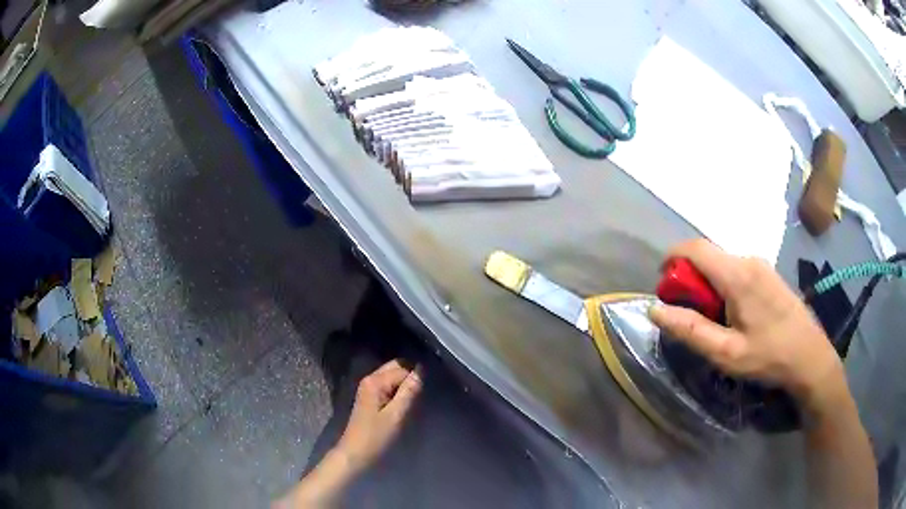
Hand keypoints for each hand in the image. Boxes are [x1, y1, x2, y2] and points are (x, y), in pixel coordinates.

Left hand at [278, 360, 421, 507]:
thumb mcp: (396, 415)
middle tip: (423, 392)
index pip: (403, 369)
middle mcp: (370, 379)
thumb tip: (421, 371)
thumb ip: (409, 392)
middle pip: (395, 367)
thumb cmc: (376, 436)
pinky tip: (405, 402)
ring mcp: (368, 387)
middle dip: (410, 375)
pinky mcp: (369, 397)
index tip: (427, 391)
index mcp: (375, 381)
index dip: (416, 378)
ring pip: (392, 375)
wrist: (355, 453)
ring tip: (416, 397)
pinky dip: (398, 389)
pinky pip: (388, 385)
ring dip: (405, 383)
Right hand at [648, 239, 844, 411]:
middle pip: (708, 256)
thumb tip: (654, 310)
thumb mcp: (726, 352)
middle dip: (689, 278)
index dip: (672, 258)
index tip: (662, 283)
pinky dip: (723, 284)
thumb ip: (690, 330)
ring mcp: (761, 264)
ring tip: (712, 319)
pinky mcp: (768, 273)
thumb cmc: (768, 356)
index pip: (695, 248)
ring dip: (707, 284)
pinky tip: (733, 314)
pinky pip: (737, 269)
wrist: (810, 356)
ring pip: (722, 263)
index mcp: (737, 275)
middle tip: (688, 314)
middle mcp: (748, 260)